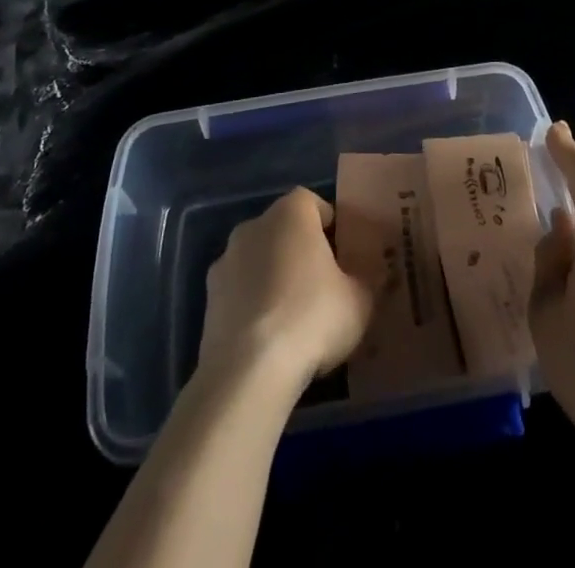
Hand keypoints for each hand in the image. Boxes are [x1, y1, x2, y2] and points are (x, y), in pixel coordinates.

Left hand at [197, 187, 372, 393]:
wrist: (248, 370)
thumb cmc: (312, 317)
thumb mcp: (360, 300)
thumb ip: (365, 280)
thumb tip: (366, 277)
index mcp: (291, 213)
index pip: (314, 203)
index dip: (331, 227)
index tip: (344, 256)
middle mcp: (254, 225)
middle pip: (284, 230)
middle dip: (301, 251)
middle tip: (323, 286)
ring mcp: (225, 261)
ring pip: (259, 260)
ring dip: (273, 277)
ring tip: (294, 318)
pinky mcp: (208, 299)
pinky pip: (239, 291)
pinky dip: (253, 304)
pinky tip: (268, 338)